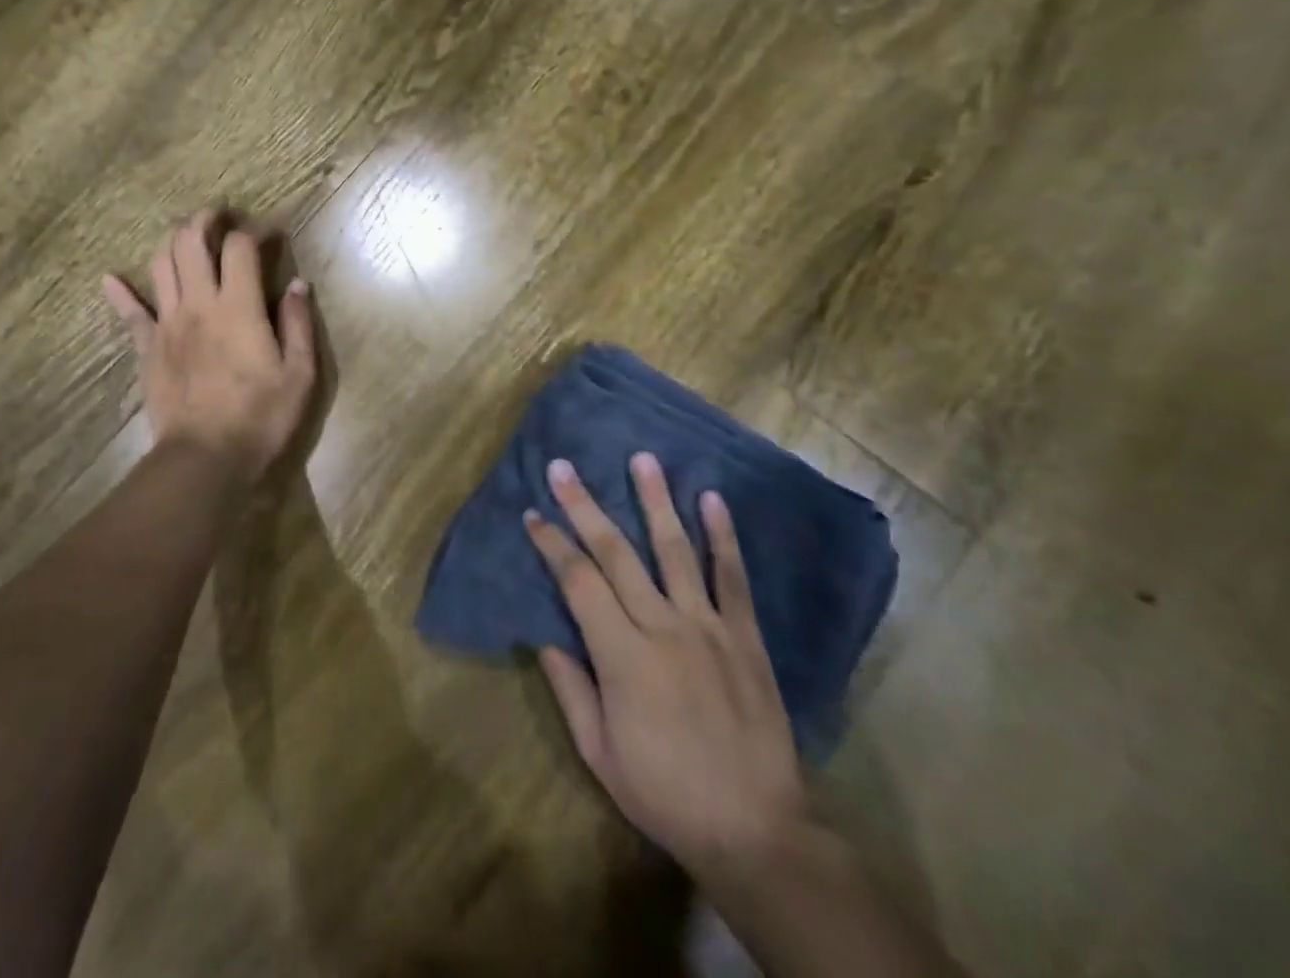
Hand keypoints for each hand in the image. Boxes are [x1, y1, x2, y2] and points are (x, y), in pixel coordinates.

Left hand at [102, 211, 316, 478]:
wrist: (205, 459)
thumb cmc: (260, 417)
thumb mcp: (298, 374)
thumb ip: (297, 324)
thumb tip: (298, 284)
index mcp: (238, 307)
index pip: (239, 247)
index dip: (254, 230)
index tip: (270, 232)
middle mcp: (198, 304)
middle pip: (190, 242)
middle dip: (204, 220)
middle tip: (218, 216)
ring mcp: (167, 324)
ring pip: (160, 265)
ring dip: (172, 243)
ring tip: (185, 238)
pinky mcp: (147, 349)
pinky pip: (129, 314)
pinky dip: (120, 293)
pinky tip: (109, 279)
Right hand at [524, 455, 808, 884]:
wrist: (757, 830)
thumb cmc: (665, 793)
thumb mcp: (599, 752)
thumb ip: (570, 689)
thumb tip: (545, 636)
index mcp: (622, 654)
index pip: (578, 581)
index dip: (552, 544)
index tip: (533, 513)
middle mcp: (663, 626)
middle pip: (616, 553)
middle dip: (584, 506)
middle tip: (564, 467)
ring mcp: (708, 627)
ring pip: (676, 550)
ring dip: (655, 501)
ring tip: (642, 458)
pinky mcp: (745, 636)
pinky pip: (733, 578)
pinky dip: (723, 536)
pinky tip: (712, 499)